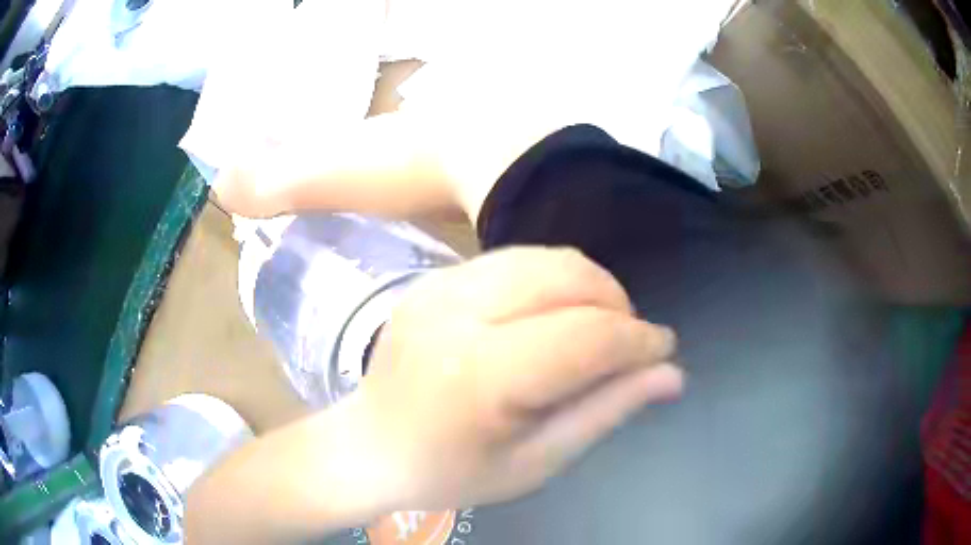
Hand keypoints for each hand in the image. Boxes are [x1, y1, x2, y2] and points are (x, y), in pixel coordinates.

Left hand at [185, 247, 681, 543]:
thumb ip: (604, 412)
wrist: (370, 446)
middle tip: (629, 343)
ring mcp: (439, 286)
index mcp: (477, 374)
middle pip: (567, 278)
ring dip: (589, 287)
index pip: (584, 336)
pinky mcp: (434, 277)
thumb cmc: (450, 472)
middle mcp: (456, 312)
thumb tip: (672, 375)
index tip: (664, 351)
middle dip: (617, 305)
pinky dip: (553, 280)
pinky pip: (515, 259)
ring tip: (598, 327)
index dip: (637, 340)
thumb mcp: (534, 462)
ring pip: (545, 258)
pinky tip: (555, 314)